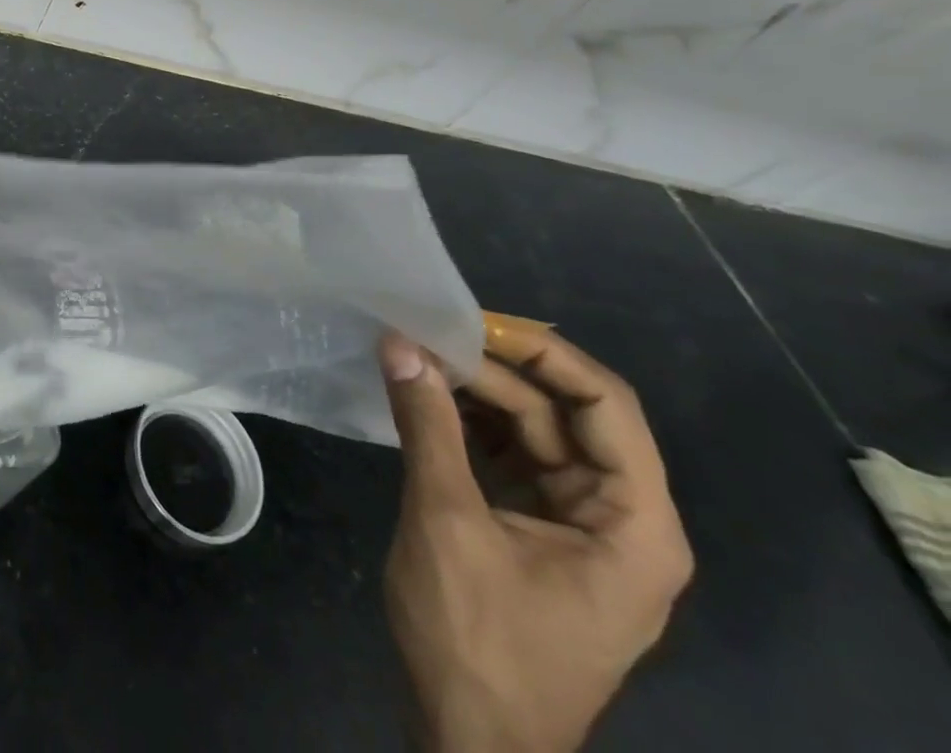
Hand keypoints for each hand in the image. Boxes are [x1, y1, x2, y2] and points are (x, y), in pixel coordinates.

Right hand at [378, 324, 693, 752]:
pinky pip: (508, 458)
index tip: (473, 321)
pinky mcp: (535, 532)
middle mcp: (619, 518)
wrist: (471, 742)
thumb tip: (399, 342)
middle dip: (494, 371)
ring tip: (414, 356)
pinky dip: (467, 426)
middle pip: (562, 414)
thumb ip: (427, 424)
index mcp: (634, 523)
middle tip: (422, 334)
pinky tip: (423, 399)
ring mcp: (576, 526)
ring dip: (475, 394)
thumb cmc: (478, 638)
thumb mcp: (446, 520)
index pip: (606, 405)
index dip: (543, 354)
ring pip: (531, 432)